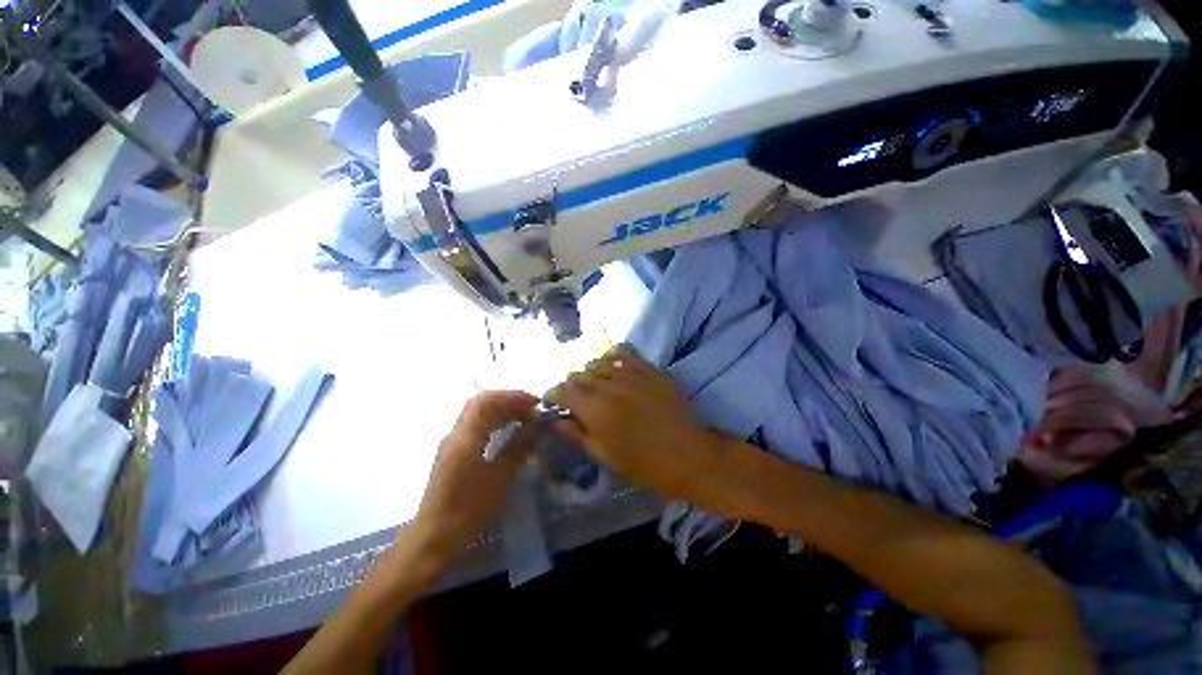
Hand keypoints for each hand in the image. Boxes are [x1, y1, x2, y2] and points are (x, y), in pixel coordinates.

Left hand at [406, 391, 540, 562]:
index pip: (488, 401)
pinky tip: (508, 432)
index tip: (536, 403)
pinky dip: (494, 421)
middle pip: (482, 403)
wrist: (434, 537)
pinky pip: (476, 425)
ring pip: (478, 413)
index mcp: (465, 436)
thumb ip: (520, 446)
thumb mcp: (500, 477)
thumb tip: (540, 424)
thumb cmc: (469, 508)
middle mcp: (456, 433)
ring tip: (525, 419)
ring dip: (502, 410)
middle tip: (532, 410)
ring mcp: (452, 442)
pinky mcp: (453, 452)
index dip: (513, 396)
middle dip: (509, 401)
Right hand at [546, 345, 723, 502]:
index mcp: (595, 409)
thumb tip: (555, 419)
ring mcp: (631, 373)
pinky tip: (615, 366)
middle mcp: (610, 384)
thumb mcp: (604, 456)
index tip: (552, 402)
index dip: (552, 395)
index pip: (562, 390)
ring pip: (598, 360)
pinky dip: (614, 356)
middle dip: (571, 386)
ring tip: (596, 384)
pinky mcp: (649, 368)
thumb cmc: (644, 464)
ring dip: (590, 372)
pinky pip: (625, 351)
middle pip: (578, 373)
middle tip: (576, 399)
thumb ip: (576, 433)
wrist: (689, 454)